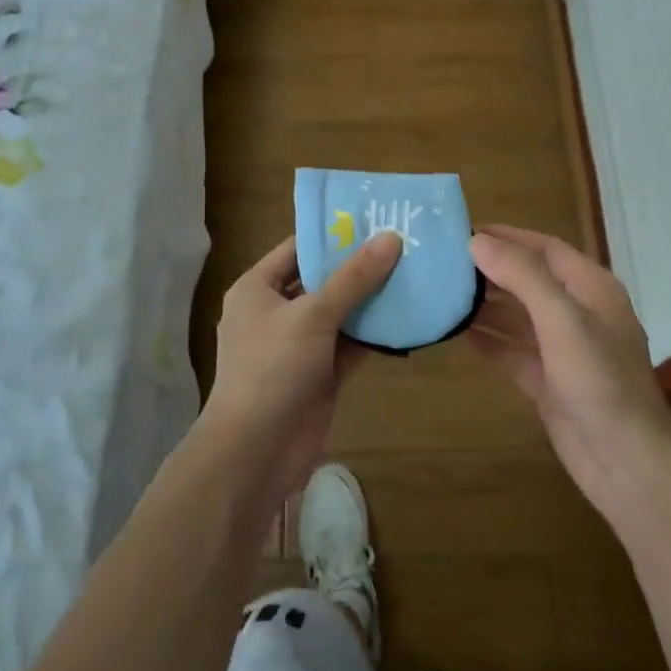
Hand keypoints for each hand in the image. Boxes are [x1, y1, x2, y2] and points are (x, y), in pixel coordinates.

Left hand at [202, 232, 402, 505]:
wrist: (256, 451)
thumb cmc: (273, 369)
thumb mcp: (313, 315)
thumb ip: (353, 278)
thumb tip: (390, 238)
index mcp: (258, 288)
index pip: (298, 248)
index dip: (334, 233)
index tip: (375, 219)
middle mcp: (276, 311)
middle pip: (322, 279)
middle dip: (360, 266)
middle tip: (405, 243)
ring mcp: (299, 344)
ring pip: (340, 313)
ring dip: (372, 299)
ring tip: (414, 273)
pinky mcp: (320, 373)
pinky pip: (350, 344)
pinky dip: (374, 333)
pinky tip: (408, 317)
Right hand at [468, 225, 670, 534]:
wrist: (626, 464)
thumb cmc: (601, 382)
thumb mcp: (564, 321)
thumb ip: (523, 277)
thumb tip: (477, 241)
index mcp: (591, 288)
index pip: (544, 248)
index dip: (506, 236)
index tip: (461, 230)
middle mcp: (577, 312)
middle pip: (528, 279)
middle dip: (490, 269)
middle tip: (441, 261)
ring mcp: (562, 349)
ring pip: (517, 315)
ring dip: (484, 304)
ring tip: (440, 291)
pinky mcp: (547, 381)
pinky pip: (511, 350)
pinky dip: (487, 340)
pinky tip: (455, 331)